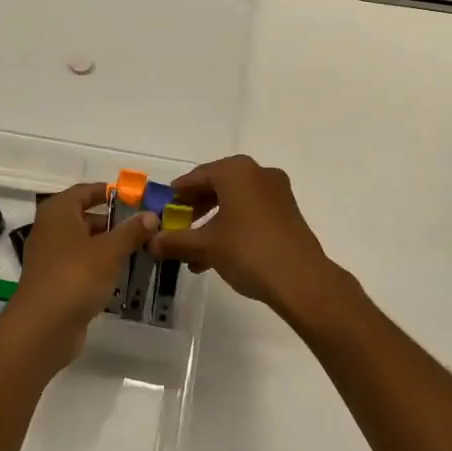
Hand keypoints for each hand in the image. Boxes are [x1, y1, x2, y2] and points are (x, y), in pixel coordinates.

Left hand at [5, 183, 154, 364]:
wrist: (42, 328)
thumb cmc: (76, 276)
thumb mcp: (110, 250)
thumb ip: (131, 231)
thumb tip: (151, 215)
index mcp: (58, 212)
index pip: (85, 191)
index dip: (109, 192)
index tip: (135, 197)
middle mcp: (50, 230)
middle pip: (85, 217)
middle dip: (114, 222)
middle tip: (144, 227)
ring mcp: (50, 258)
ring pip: (85, 244)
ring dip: (109, 246)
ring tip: (140, 250)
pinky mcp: (55, 283)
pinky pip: (81, 266)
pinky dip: (100, 267)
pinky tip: (122, 275)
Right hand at [149, 155, 345, 320]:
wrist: (301, 279)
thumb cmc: (248, 251)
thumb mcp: (206, 246)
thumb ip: (175, 241)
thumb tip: (151, 241)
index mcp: (237, 171)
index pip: (198, 176)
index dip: (178, 193)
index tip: (164, 207)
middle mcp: (258, 173)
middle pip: (217, 186)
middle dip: (195, 208)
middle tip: (178, 226)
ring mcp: (277, 192)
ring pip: (235, 202)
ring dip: (212, 222)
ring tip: (193, 251)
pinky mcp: (287, 212)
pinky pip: (251, 212)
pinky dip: (232, 227)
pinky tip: (217, 255)